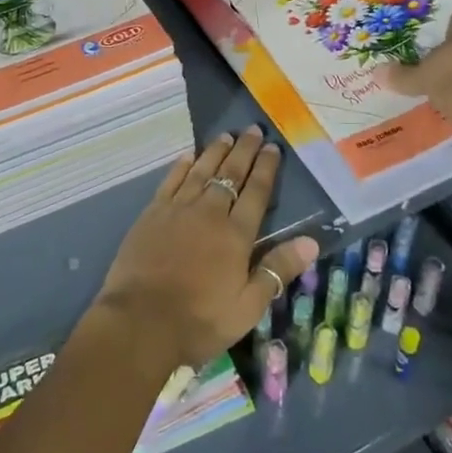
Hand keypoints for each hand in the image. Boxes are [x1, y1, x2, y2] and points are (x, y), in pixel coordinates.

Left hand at [94, 126, 318, 371]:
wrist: (140, 322)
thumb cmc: (199, 320)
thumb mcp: (247, 306)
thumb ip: (277, 270)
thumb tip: (311, 241)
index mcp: (236, 234)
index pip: (256, 192)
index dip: (266, 168)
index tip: (273, 147)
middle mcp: (209, 212)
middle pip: (230, 174)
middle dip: (244, 151)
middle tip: (253, 130)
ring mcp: (178, 210)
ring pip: (201, 171)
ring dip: (215, 152)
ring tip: (226, 136)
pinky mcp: (152, 214)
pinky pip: (171, 181)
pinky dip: (181, 166)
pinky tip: (187, 156)